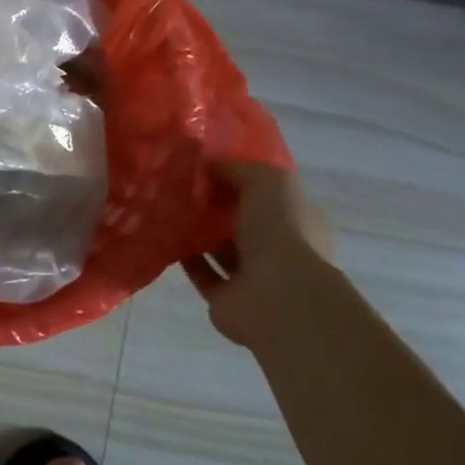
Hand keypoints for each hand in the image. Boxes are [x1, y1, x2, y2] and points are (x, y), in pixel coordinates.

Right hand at [182, 162, 335, 345]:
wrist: (277, 297)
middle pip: (243, 222)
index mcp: (299, 221)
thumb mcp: (268, 181)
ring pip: (221, 248)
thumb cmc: (282, 231)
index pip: (270, 196)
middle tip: (180, 186)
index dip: (240, 180)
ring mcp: (254, 277)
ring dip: (198, 232)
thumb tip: (208, 167)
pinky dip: (185, 256)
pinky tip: (165, 236)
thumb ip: (237, 170)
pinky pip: (202, 272)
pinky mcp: (226, 298)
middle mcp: (280, 249)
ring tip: (167, 208)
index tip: (206, 167)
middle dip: (215, 206)